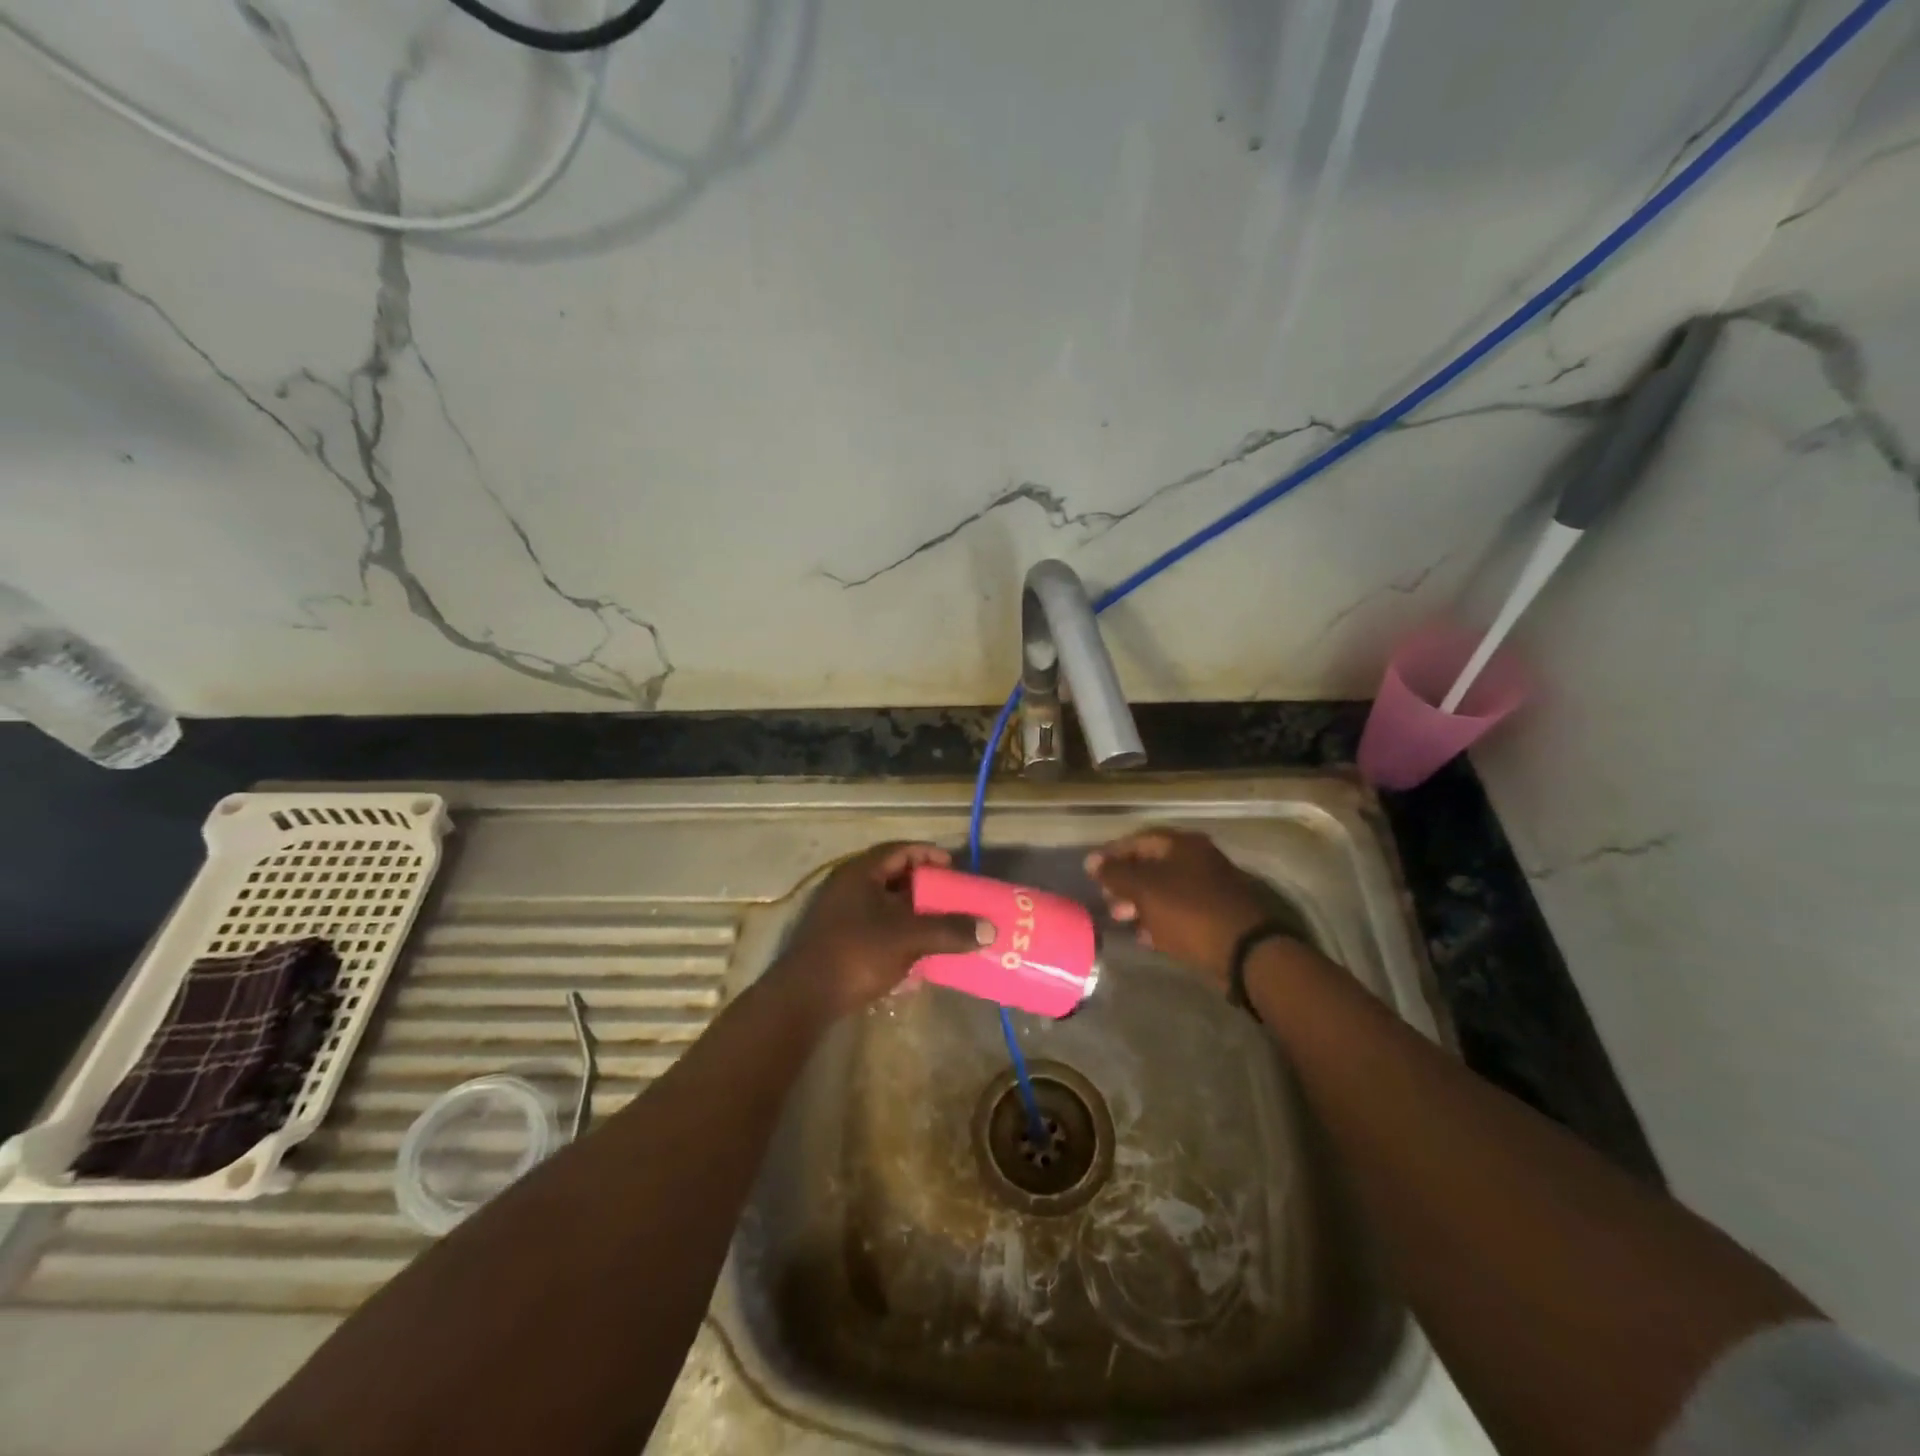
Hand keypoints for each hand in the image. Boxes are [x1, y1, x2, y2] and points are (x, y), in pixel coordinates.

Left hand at [776, 842, 986, 1015]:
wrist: (805, 999)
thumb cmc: (857, 953)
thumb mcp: (908, 937)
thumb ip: (949, 930)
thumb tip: (990, 929)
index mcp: (861, 874)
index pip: (899, 850)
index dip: (928, 854)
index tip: (954, 867)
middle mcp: (849, 888)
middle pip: (894, 878)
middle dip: (926, 888)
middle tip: (953, 897)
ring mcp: (842, 916)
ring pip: (887, 907)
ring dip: (914, 915)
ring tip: (943, 926)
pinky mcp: (841, 943)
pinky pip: (878, 930)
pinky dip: (900, 936)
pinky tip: (919, 956)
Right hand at [1085, 827, 1294, 991]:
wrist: (1244, 950)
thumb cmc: (1189, 911)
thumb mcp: (1145, 889)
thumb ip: (1116, 874)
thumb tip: (1091, 861)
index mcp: (1182, 845)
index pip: (1139, 840)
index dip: (1112, 854)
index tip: (1092, 873)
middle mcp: (1198, 860)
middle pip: (1152, 865)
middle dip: (1125, 882)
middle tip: (1107, 901)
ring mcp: (1209, 888)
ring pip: (1165, 890)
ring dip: (1140, 904)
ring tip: (1122, 921)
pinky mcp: (1215, 915)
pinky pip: (1179, 911)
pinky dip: (1160, 920)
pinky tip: (1146, 937)